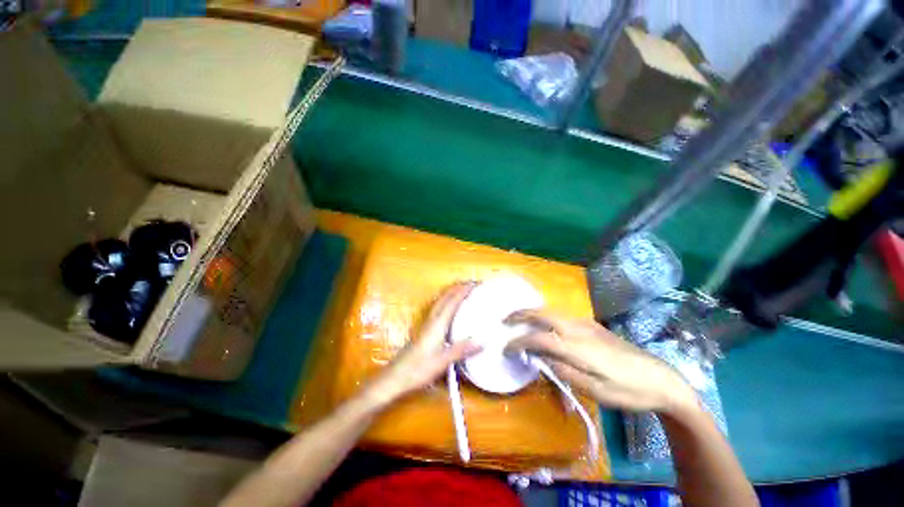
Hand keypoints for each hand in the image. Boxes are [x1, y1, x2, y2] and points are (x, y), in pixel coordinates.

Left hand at [363, 283, 481, 406]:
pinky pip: (437, 308)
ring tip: (462, 290)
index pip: (452, 302)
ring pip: (440, 302)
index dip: (463, 291)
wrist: (396, 377)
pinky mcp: (424, 330)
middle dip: (457, 288)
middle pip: (445, 298)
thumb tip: (482, 340)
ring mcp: (427, 324)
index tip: (475, 283)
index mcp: (437, 324)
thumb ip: (461, 350)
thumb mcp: (442, 361)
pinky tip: (449, 308)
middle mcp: (432, 320)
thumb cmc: (418, 369)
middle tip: (470, 283)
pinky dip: (446, 301)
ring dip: (451, 293)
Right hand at [505, 309, 697, 415]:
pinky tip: (543, 325)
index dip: (519, 342)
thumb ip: (565, 371)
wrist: (661, 378)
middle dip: (520, 314)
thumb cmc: (629, 391)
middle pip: (542, 313)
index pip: (538, 338)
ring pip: (551, 311)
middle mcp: (578, 328)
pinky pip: (561, 315)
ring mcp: (586, 323)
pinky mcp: (592, 324)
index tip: (506, 348)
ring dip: (531, 313)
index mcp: (577, 346)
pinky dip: (544, 316)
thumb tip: (539, 359)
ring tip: (518, 321)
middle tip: (505, 321)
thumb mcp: (596, 391)